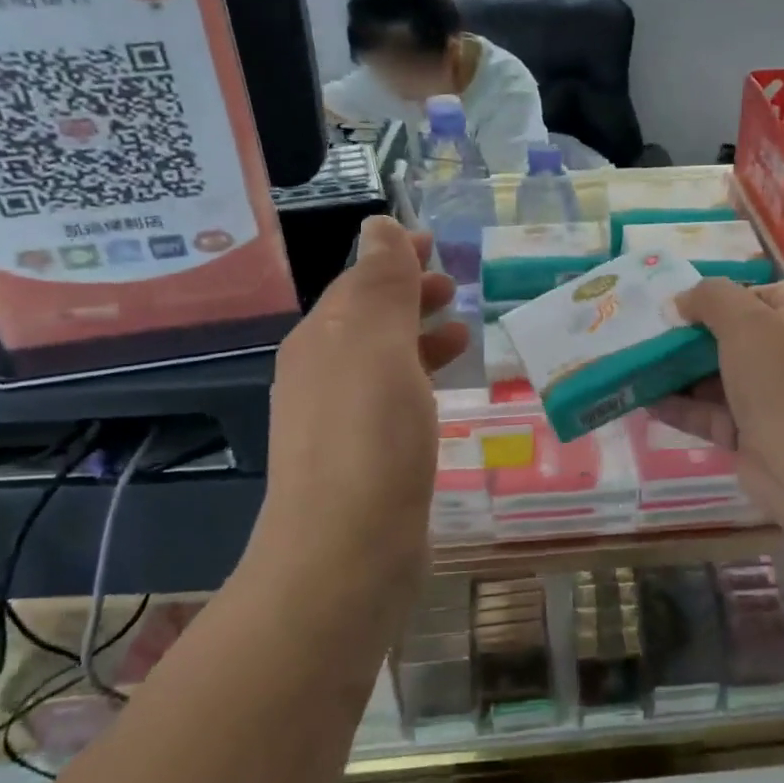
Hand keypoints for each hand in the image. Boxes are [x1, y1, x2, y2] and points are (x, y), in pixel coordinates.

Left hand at [258, 217, 468, 568]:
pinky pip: (392, 401)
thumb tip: (378, 226)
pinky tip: (443, 395)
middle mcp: (321, 376)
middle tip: (453, 287)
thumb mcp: (378, 346)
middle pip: (368, 319)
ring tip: (463, 334)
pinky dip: (419, 382)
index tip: (435, 244)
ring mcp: (337, 423)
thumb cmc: (369, 439)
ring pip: (381, 362)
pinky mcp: (361, 462)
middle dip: (409, 296)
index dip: (396, 258)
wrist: (345, 556)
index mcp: (321, 340)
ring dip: (418, 338)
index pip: (359, 282)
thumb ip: (382, 284)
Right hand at [650, 279, 783, 521]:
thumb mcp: (745, 321)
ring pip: (720, 376)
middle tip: (653, 331)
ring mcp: (774, 398)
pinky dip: (682, 406)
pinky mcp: (753, 434)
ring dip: (681, 371)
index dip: (727, 293)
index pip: (765, 294)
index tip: (687, 302)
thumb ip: (711, 298)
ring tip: (639, 362)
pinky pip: (712, 413)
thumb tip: (681, 301)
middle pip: (738, 336)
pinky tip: (645, 400)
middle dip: (694, 334)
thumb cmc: (782, 380)